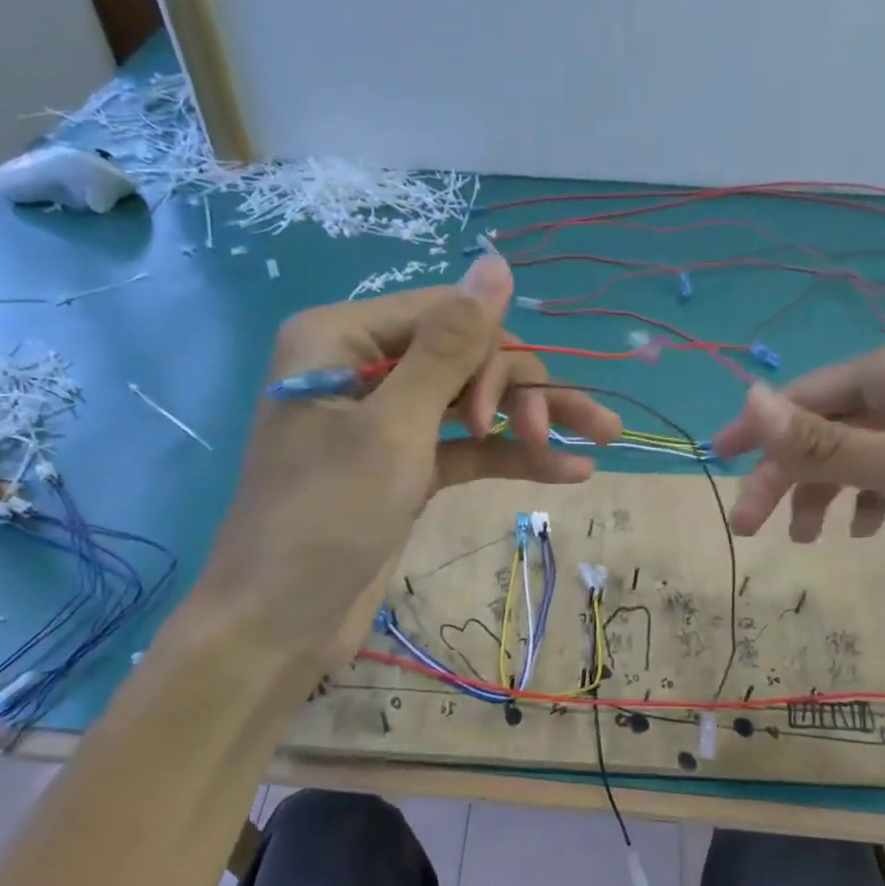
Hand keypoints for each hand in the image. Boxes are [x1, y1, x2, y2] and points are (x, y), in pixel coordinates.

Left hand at [205, 255, 622, 664]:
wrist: (281, 623)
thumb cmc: (326, 516)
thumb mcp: (395, 427)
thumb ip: (449, 347)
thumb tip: (497, 262)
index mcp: (341, 338)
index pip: (444, 314)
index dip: (493, 352)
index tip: (514, 412)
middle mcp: (363, 369)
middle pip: (464, 355)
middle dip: (518, 389)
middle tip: (549, 434)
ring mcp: (387, 423)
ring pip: (473, 403)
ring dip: (532, 419)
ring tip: (604, 436)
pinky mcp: (405, 471)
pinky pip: (466, 450)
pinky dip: (511, 458)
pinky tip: (570, 470)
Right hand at [710, 332, 884, 587]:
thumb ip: (822, 439)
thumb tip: (747, 397)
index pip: (806, 396)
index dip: (758, 431)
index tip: (717, 464)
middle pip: (831, 426)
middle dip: (790, 476)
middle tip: (754, 528)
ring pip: (865, 451)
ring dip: (830, 491)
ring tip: (811, 539)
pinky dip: (876, 497)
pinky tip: (872, 530)